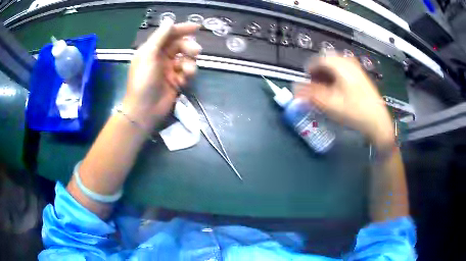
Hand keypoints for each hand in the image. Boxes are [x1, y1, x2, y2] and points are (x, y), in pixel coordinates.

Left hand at [122, 20, 201, 128]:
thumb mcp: (148, 55)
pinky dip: (187, 75)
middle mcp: (161, 57)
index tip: (197, 27)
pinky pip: (187, 73)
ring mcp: (169, 70)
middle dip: (189, 47)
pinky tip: (182, 82)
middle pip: (180, 46)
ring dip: (189, 64)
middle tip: (196, 51)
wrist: (144, 110)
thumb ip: (159, 37)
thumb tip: (169, 21)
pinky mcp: (176, 81)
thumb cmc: (143, 81)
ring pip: (186, 59)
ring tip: (187, 72)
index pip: (169, 35)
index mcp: (152, 50)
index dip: (182, 29)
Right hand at [294, 56, 394, 148]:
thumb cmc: (354, 111)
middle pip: (326, 62)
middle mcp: (348, 62)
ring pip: (335, 66)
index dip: (309, 71)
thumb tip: (295, 88)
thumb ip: (310, 94)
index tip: (306, 81)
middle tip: (315, 86)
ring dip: (327, 76)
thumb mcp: (329, 104)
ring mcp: (356, 68)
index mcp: (340, 65)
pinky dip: (336, 78)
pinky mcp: (360, 76)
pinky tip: (337, 90)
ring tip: (325, 90)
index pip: (317, 60)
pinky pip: (344, 71)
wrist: (377, 121)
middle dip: (318, 73)